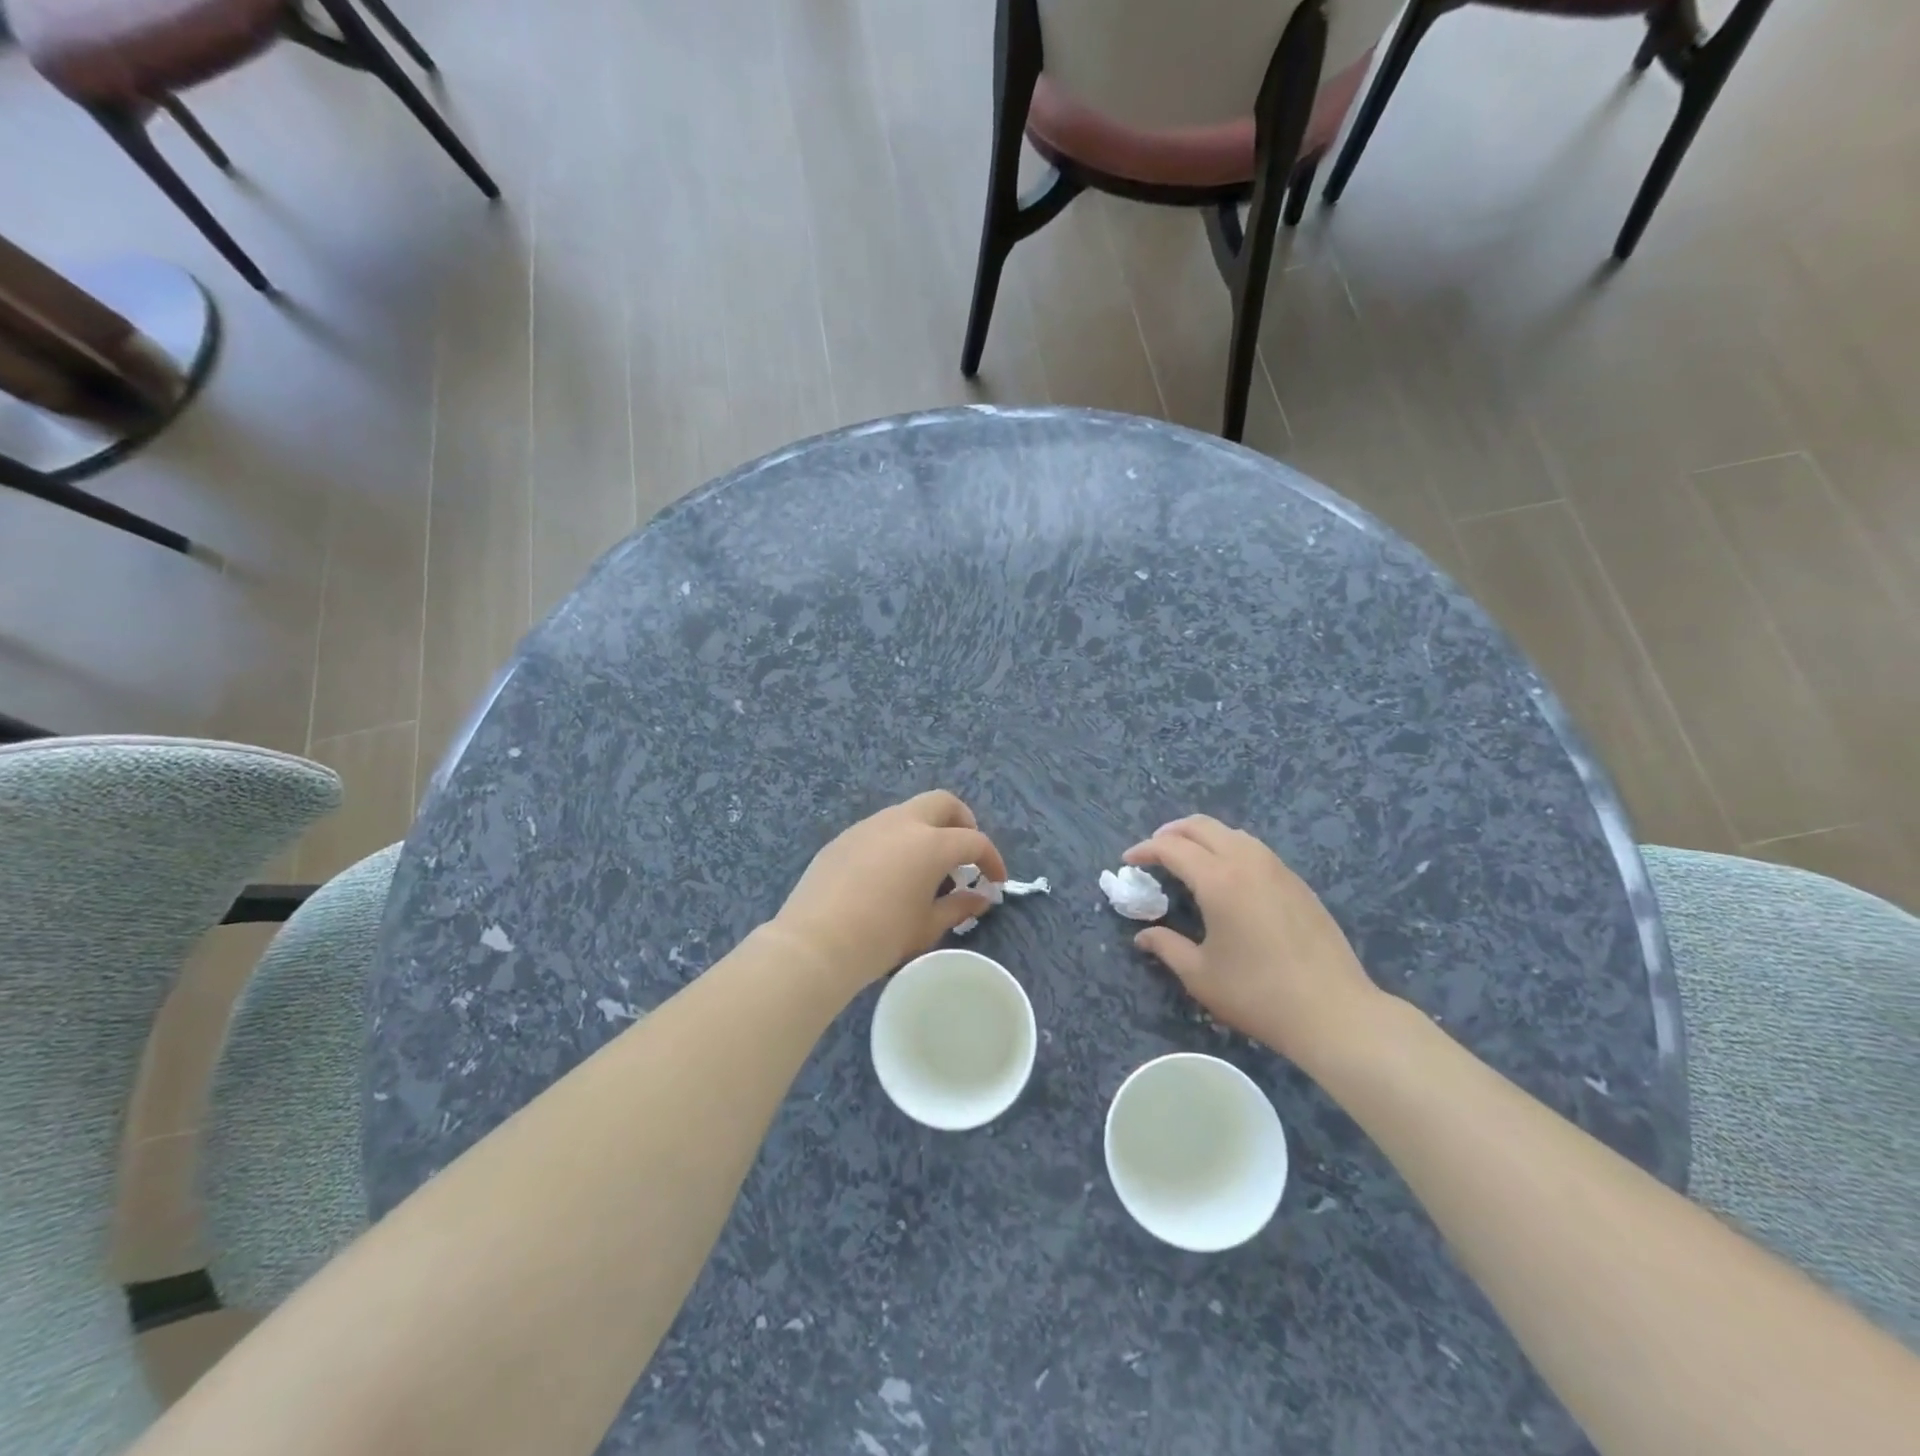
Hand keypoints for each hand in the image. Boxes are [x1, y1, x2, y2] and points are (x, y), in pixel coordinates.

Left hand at [772, 791, 1007, 992]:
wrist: (816, 942)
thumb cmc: (882, 936)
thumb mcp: (927, 926)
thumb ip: (959, 907)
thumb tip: (980, 898)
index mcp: (931, 843)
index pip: (974, 841)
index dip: (991, 860)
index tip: (995, 882)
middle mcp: (902, 822)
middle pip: (943, 803)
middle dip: (962, 823)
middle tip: (965, 855)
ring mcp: (869, 826)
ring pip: (909, 813)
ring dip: (927, 831)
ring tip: (926, 867)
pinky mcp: (844, 838)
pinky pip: (880, 829)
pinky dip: (897, 841)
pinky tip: (889, 874)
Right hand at [1125, 816, 1381, 1067]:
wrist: (1333, 1012)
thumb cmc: (1258, 994)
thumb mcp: (1200, 975)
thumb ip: (1167, 947)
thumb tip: (1143, 936)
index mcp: (1219, 879)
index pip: (1172, 848)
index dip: (1145, 850)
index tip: (1128, 861)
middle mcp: (1248, 862)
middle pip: (1203, 826)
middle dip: (1171, 832)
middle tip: (1154, 851)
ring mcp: (1278, 870)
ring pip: (1232, 833)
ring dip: (1203, 837)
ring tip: (1188, 859)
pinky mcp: (1298, 884)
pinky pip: (1255, 849)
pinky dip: (1230, 849)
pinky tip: (1227, 876)